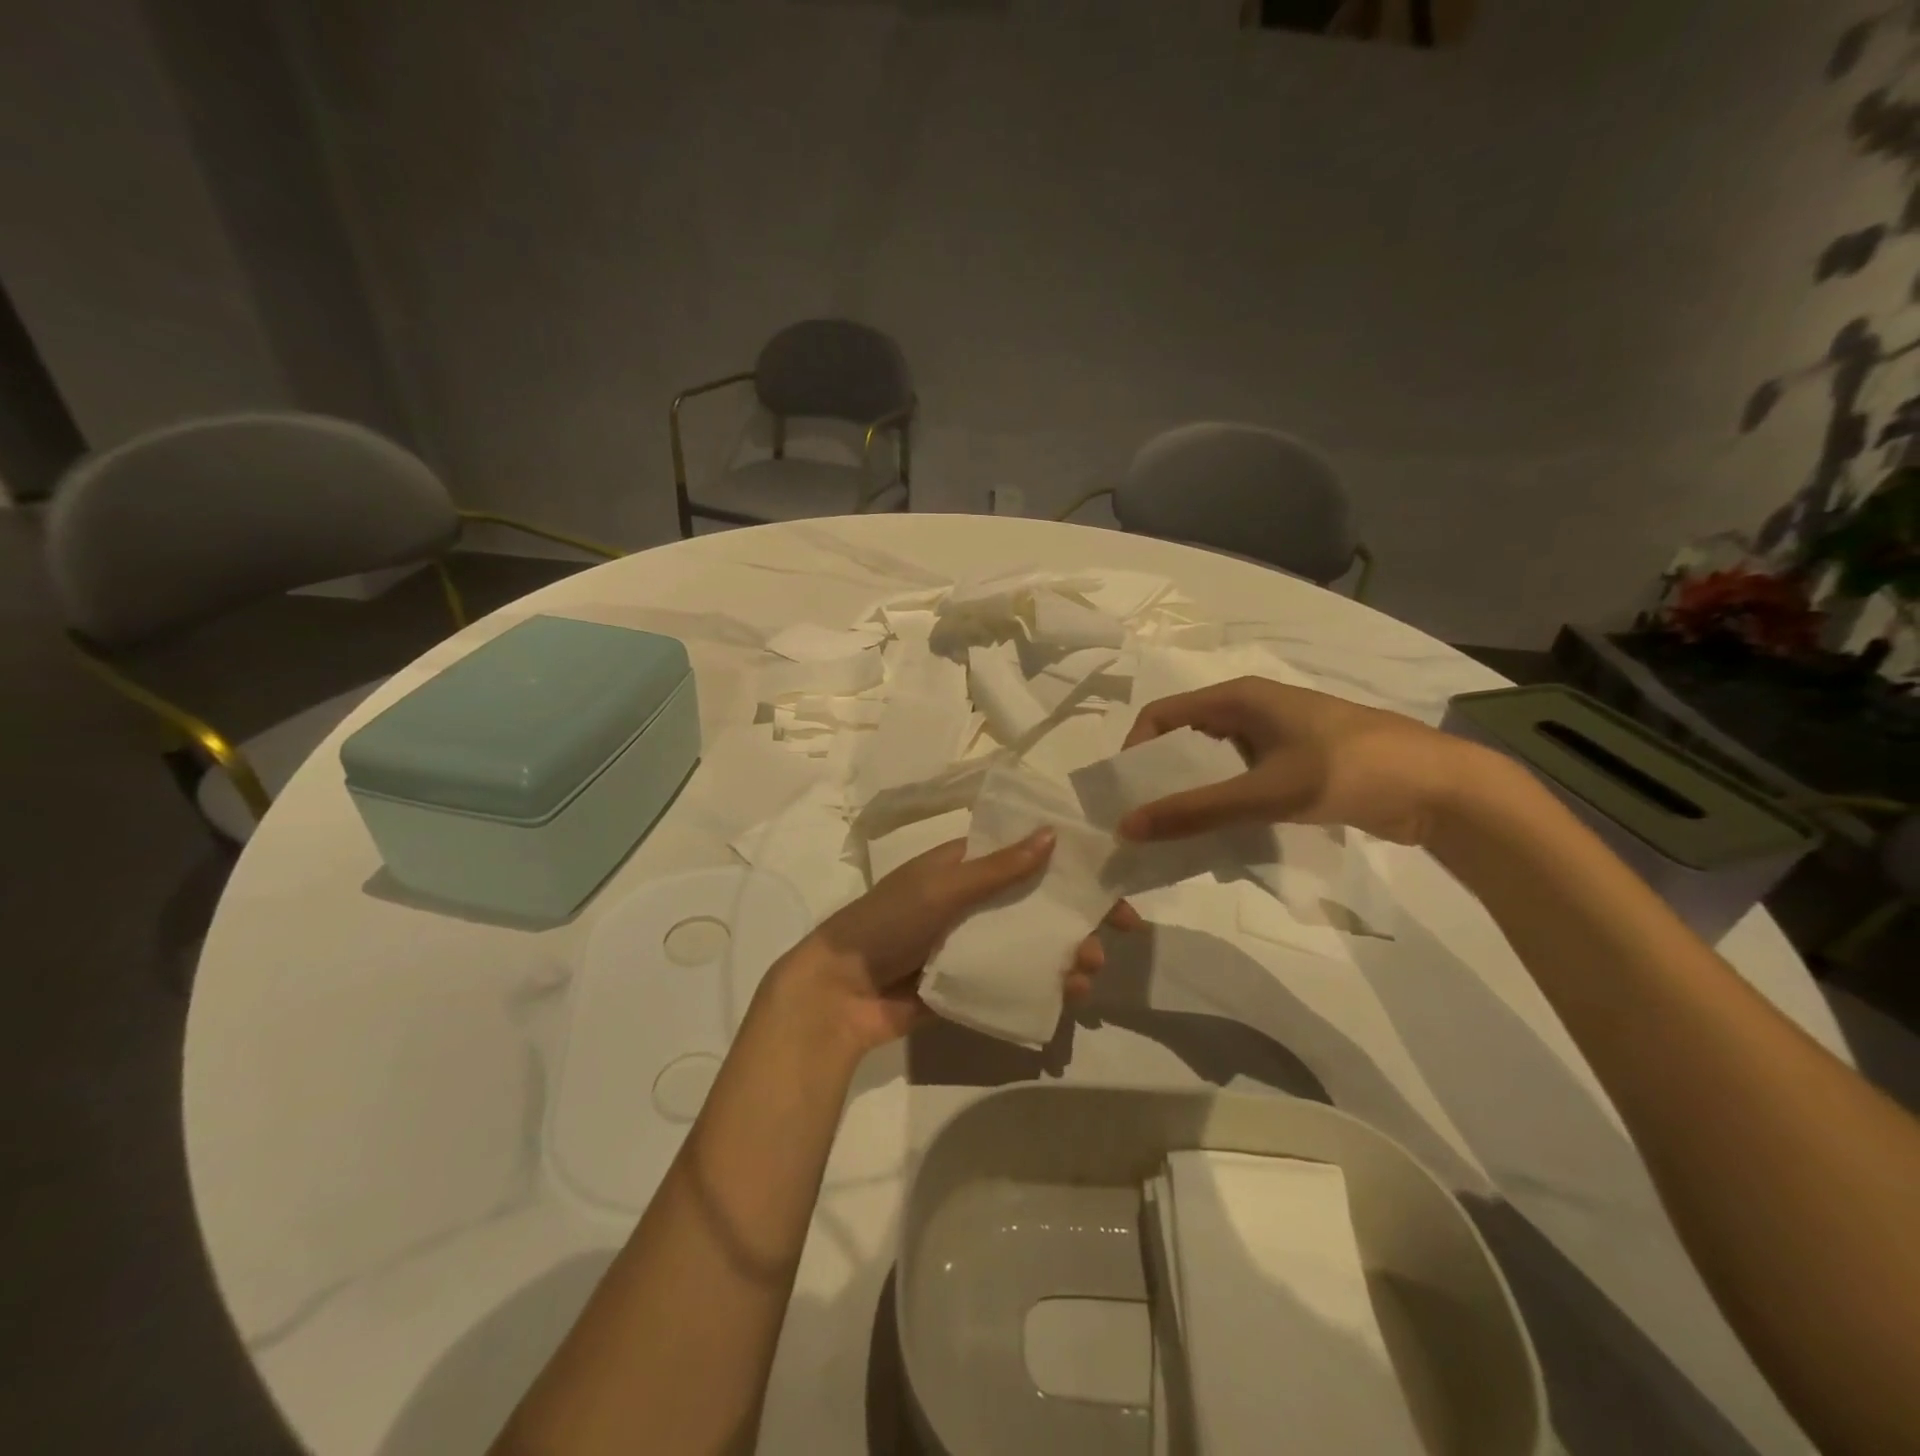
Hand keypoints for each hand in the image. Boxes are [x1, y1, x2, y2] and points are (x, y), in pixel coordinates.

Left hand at [779, 832, 1139, 1052]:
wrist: (839, 992)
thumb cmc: (888, 923)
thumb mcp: (941, 888)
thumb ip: (996, 868)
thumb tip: (1052, 834)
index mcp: (963, 867)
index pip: (1024, 856)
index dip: (1067, 865)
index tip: (1108, 879)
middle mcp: (972, 902)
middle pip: (1036, 903)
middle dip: (1075, 917)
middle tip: (1115, 934)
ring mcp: (972, 945)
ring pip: (1031, 944)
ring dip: (1066, 953)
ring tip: (1089, 972)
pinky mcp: (970, 983)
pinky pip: (1015, 980)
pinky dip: (1045, 985)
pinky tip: (1069, 996)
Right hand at [1119, 677, 1473, 845]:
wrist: (1442, 788)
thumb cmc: (1350, 770)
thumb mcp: (1267, 791)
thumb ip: (1197, 811)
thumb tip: (1128, 827)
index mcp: (1240, 697)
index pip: (1163, 713)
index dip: (1136, 748)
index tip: (1127, 793)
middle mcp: (1252, 710)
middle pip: (1185, 738)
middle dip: (1161, 776)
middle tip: (1145, 819)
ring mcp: (1276, 738)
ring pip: (1214, 763)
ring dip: (1193, 793)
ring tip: (1177, 833)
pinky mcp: (1296, 765)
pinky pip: (1242, 780)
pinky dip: (1224, 803)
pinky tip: (1221, 835)